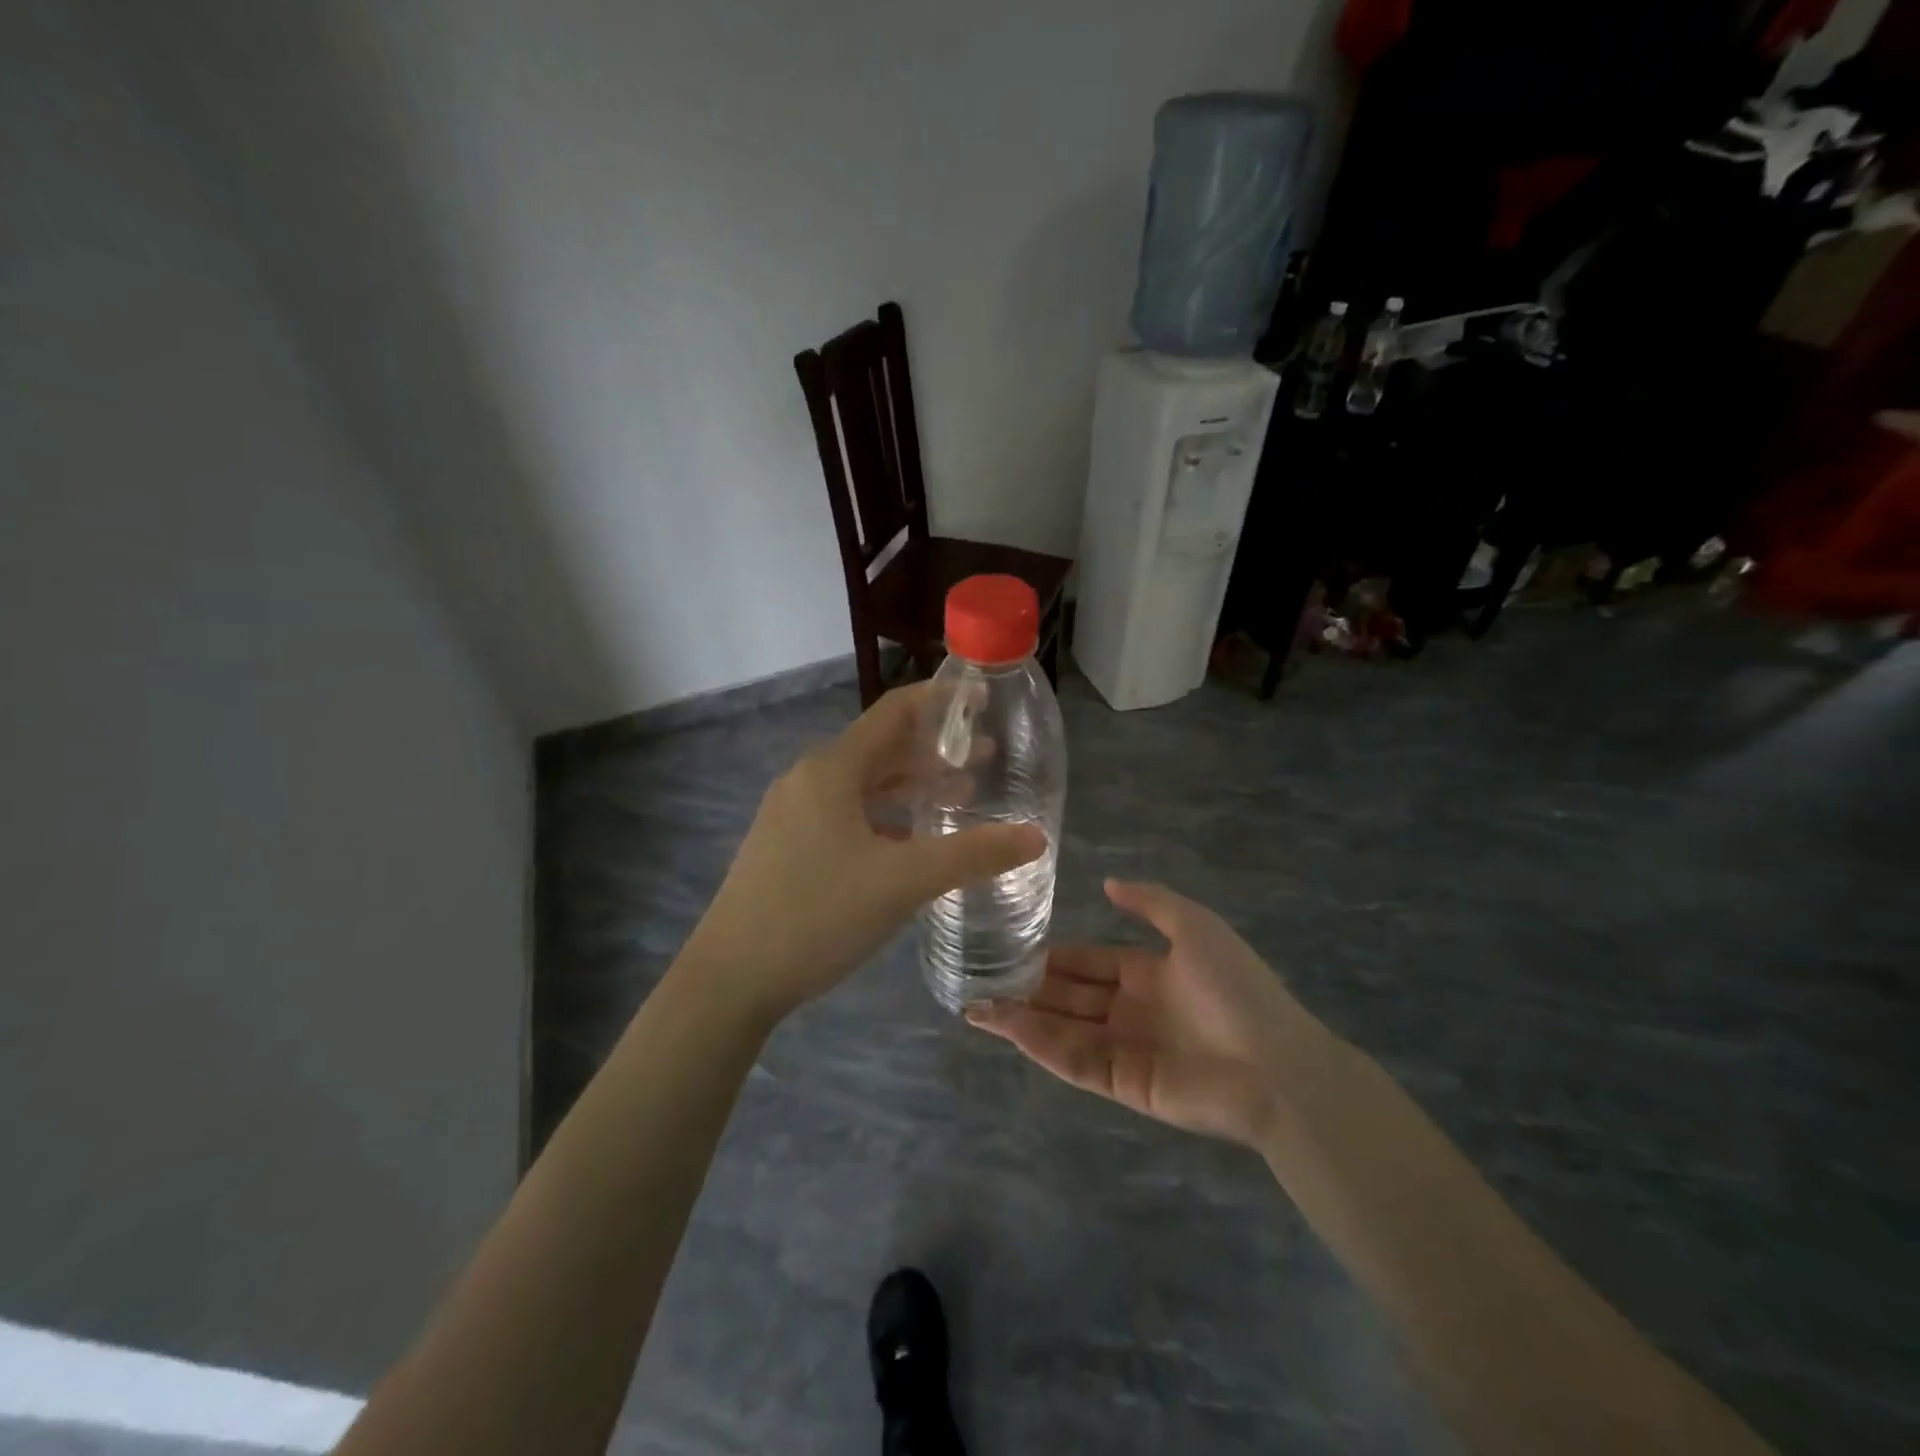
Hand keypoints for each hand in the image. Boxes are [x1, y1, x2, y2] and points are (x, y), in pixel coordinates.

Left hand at [681, 683, 1045, 1026]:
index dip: (940, 701)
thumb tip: (1036, 836)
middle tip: (987, 758)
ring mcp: (793, 813)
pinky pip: (846, 813)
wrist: (730, 976)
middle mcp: (809, 779)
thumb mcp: (905, 881)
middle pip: (882, 749)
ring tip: (961, 796)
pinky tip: (910, 842)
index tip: (981, 699)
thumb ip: (973, 855)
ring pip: (864, 785)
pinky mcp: (787, 845)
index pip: (894, 712)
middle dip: (935, 751)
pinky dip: (885, 815)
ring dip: (911, 786)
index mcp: (833, 769)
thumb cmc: (818, 914)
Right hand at [968, 880, 1320, 1146]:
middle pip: (1069, 996)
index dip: (1053, 955)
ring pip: (1063, 1029)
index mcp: (1147, 973)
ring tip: (977, 1006)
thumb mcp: (1195, 927)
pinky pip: (1076, 1061)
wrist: (1276, 1065)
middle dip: (1028, 987)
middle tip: (981, 978)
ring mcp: (1126, 1049)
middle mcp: (1131, 1010)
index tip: (1012, 946)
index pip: (1088, 962)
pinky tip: (1010, 1029)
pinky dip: (1042, 1046)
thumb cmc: (1235, 987)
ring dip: (1022, 1018)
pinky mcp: (1124, 1084)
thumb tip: (1107, 883)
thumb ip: (1150, 902)